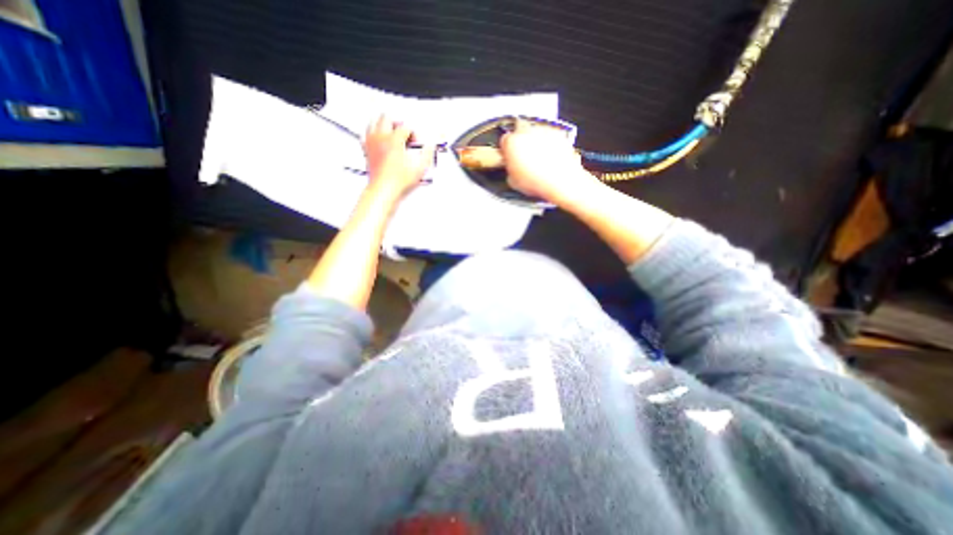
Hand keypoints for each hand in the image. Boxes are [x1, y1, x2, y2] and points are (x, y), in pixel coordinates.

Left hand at [362, 115, 433, 199]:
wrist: (384, 190)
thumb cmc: (399, 181)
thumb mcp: (420, 168)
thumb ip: (427, 154)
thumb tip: (430, 146)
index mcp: (394, 139)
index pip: (405, 127)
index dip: (414, 133)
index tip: (417, 143)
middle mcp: (381, 138)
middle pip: (387, 117)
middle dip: (397, 122)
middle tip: (404, 132)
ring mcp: (372, 143)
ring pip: (374, 122)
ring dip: (383, 124)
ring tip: (391, 131)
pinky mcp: (367, 150)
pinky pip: (366, 135)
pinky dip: (372, 133)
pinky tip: (378, 139)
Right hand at [498, 120, 592, 204]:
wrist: (561, 182)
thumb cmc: (537, 182)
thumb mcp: (513, 182)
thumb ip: (510, 170)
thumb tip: (512, 169)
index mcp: (512, 142)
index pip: (504, 141)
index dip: (507, 151)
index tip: (510, 159)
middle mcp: (527, 131)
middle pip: (520, 134)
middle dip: (521, 146)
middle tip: (524, 161)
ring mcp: (544, 131)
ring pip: (536, 135)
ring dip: (536, 145)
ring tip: (539, 163)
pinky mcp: (559, 135)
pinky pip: (550, 139)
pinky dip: (550, 146)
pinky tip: (550, 161)